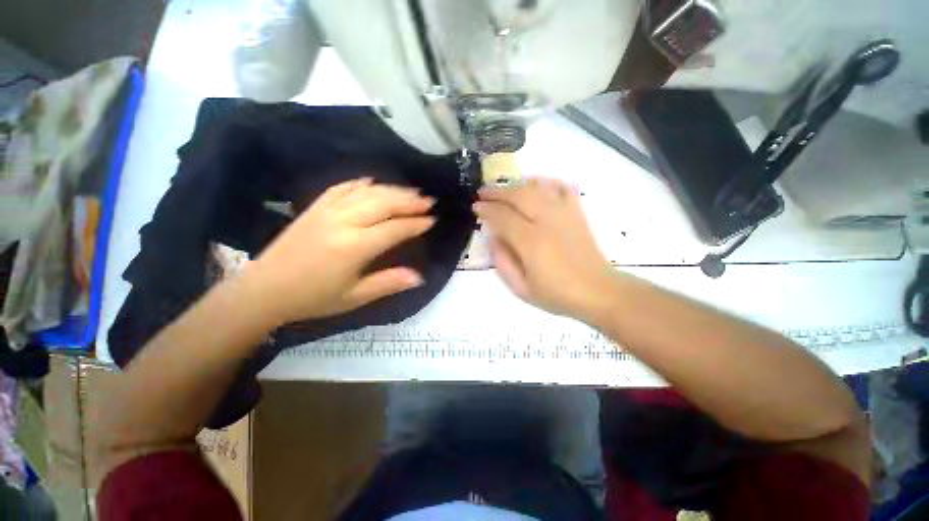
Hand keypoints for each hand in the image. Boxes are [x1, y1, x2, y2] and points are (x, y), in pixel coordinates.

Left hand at [243, 178, 434, 323]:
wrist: (265, 290)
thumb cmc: (313, 298)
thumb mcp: (354, 297)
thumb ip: (388, 283)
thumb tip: (419, 277)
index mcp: (355, 247)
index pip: (394, 229)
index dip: (415, 224)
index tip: (432, 220)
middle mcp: (343, 222)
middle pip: (383, 203)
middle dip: (409, 201)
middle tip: (429, 200)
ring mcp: (327, 211)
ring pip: (366, 192)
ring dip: (392, 190)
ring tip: (411, 191)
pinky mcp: (315, 207)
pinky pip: (341, 188)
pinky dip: (360, 183)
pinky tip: (373, 181)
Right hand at [474, 178, 615, 319]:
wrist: (597, 291)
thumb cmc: (557, 294)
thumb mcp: (521, 289)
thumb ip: (502, 262)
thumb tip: (493, 238)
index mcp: (531, 243)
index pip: (503, 217)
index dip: (486, 209)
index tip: (475, 206)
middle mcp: (547, 222)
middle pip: (518, 195)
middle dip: (497, 191)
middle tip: (483, 193)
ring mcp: (565, 214)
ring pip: (537, 188)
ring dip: (517, 184)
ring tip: (504, 188)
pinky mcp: (577, 213)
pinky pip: (562, 188)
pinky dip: (547, 182)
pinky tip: (536, 184)